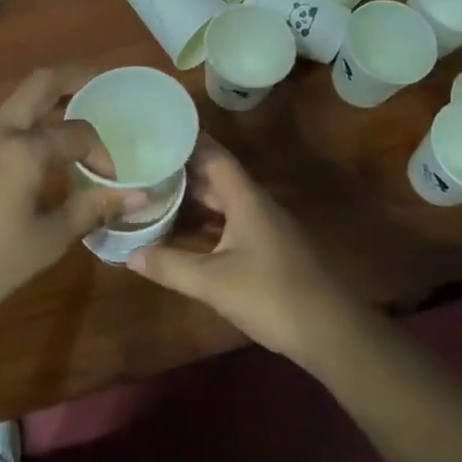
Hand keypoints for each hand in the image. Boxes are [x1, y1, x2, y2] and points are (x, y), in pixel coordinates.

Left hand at [0, 66, 144, 340]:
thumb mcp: (50, 239)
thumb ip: (94, 209)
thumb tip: (141, 196)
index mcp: (24, 148)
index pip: (78, 132)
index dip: (102, 153)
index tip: (113, 183)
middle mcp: (1, 132)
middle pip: (41, 83)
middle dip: (75, 76)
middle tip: (103, 81)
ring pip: (21, 101)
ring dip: (51, 98)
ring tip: (81, 111)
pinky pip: (8, 123)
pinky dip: (34, 120)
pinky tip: (47, 150)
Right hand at [126, 139, 361, 361]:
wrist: (331, 333)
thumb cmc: (271, 296)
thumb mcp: (214, 283)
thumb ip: (171, 266)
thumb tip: (129, 254)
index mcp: (245, 199)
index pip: (213, 155)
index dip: (188, 140)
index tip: (159, 128)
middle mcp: (255, 205)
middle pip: (216, 176)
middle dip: (183, 168)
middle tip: (146, 161)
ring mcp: (264, 228)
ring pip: (223, 202)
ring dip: (193, 196)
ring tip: (156, 190)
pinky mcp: (268, 250)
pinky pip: (230, 223)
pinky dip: (206, 222)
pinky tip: (184, 231)